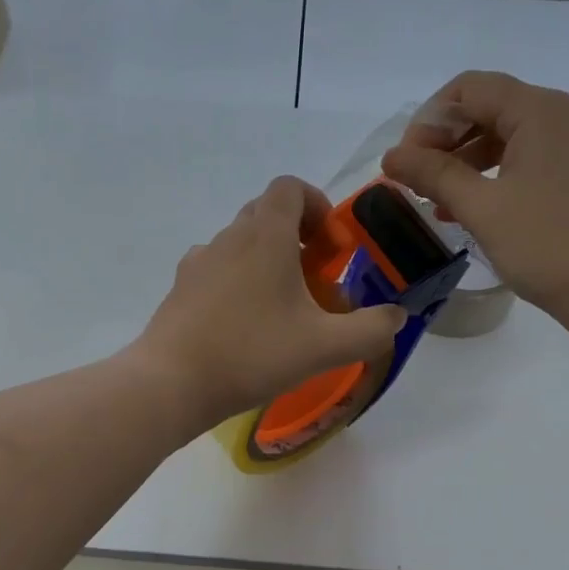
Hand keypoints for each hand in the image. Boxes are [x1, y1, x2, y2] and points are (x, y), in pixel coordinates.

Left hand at [135, 176, 407, 425]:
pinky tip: (243, 323)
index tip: (330, 246)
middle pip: (266, 212)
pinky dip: (237, 281)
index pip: (290, 187)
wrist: (172, 382)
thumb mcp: (325, 347)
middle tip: (314, 278)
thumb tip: (396, 315)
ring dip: (266, 260)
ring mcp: (199, 261)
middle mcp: (229, 237)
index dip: (317, 205)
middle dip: (296, 235)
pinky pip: (217, 269)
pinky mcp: (181, 288)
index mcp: (265, 235)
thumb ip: (371, 329)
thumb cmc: (252, 354)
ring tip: (281, 307)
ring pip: (240, 242)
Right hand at [380, 71, 568, 330]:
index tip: (405, 163)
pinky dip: (486, 176)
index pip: (467, 89)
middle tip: (413, 181)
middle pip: (483, 108)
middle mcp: (555, 115)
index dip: (428, 121)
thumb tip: (391, 156)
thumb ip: (433, 175)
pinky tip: (463, 208)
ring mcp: (567, 145)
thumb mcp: (483, 208)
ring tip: (432, 199)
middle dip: (442, 140)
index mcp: (537, 110)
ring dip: (460, 161)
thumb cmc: (550, 244)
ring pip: (499, 136)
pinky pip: (518, 160)